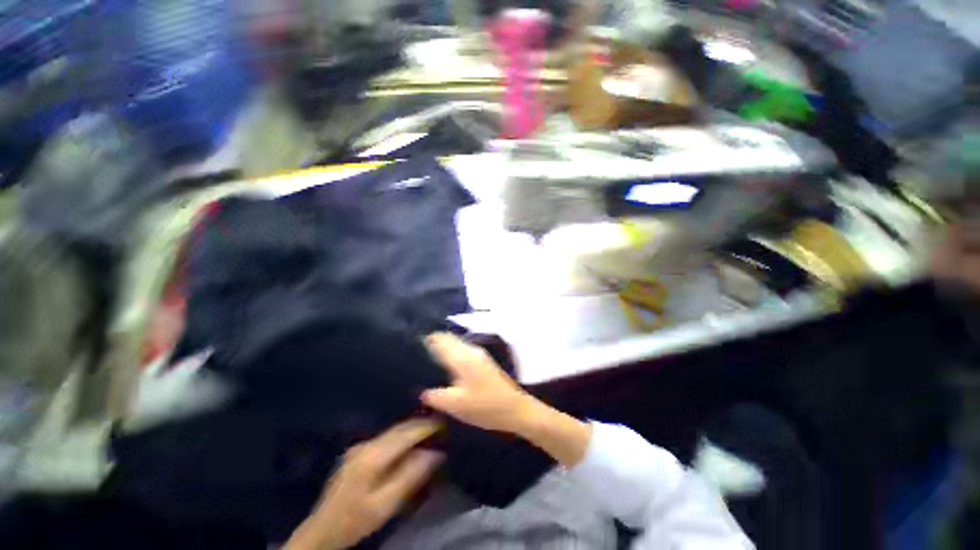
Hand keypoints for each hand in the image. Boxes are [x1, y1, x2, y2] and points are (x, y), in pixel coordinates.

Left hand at [285, 419, 443, 549]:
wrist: (321, 531)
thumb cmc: (356, 520)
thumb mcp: (386, 504)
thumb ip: (411, 476)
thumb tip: (436, 453)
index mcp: (373, 455)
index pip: (406, 432)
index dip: (427, 425)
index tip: (445, 421)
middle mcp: (367, 444)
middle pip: (400, 428)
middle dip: (421, 424)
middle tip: (441, 424)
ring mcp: (360, 447)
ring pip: (393, 432)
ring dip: (412, 430)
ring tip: (430, 432)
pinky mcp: (358, 453)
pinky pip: (386, 439)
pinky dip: (401, 437)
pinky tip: (409, 444)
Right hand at [422, 333, 532, 433]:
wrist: (515, 409)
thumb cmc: (485, 407)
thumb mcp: (456, 406)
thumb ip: (435, 396)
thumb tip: (420, 390)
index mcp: (462, 358)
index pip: (440, 339)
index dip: (425, 340)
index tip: (411, 346)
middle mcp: (470, 350)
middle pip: (448, 338)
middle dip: (433, 341)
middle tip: (417, 354)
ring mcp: (479, 353)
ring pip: (456, 342)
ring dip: (443, 346)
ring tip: (428, 359)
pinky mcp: (483, 360)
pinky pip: (462, 349)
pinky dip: (452, 352)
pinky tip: (446, 366)